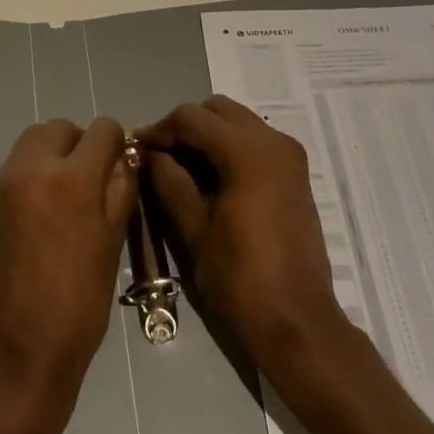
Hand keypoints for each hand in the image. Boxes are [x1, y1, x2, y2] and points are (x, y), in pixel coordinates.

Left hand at [0, 118, 135, 433]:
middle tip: (90, 182)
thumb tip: (123, 160)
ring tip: (63, 199)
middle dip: (79, 144)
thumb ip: (120, 192)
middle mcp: (30, 170)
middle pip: (58, 128)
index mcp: (71, 180)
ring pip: (31, 145)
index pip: (101, 130)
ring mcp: (0, 186)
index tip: (118, 168)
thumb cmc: (77, 306)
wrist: (15, 354)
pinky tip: (38, 219)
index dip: (116, 144)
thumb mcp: (112, 246)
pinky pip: (12, 172)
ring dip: (52, 157)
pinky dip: (30, 179)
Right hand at [137, 95, 350, 380]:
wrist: (297, 322)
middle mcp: (274, 142)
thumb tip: (149, 153)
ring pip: (237, 122)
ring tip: (179, 166)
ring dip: (207, 135)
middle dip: (184, 126)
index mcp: (249, 153)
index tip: (136, 148)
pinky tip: (207, 177)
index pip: (193, 118)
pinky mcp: (294, 173)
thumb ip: (168, 180)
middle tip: (159, 155)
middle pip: (217, 110)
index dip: (159, 129)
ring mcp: (289, 156)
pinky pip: (254, 141)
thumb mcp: (193, 227)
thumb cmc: (240, 278)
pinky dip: (227, 147)